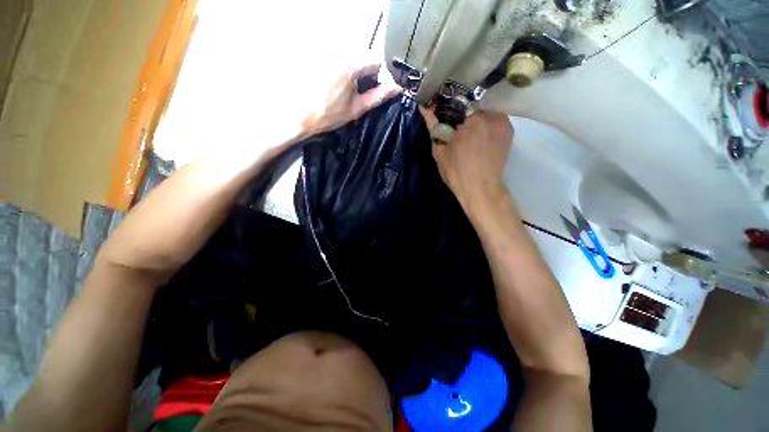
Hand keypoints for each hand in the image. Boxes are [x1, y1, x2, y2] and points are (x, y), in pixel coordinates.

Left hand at [297, 61, 401, 137]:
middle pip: (363, 55)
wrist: (298, 115)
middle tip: (358, 91)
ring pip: (350, 55)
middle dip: (365, 72)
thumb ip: (378, 96)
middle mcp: (338, 51)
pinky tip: (333, 82)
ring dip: (353, 69)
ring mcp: (326, 51)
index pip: (376, 61)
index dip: (379, 76)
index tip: (373, 90)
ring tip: (344, 88)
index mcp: (351, 65)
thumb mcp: (357, 109)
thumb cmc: (328, 115)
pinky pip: (337, 56)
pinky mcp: (316, 54)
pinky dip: (341, 67)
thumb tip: (397, 88)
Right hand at [423, 108, 513, 209]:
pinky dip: (486, 124)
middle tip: (456, 128)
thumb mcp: (440, 151)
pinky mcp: (509, 131)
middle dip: (463, 114)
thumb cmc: (457, 172)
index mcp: (472, 119)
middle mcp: (491, 116)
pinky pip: (495, 120)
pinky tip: (480, 137)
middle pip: (473, 105)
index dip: (449, 109)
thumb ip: (434, 127)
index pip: (458, 102)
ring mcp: (503, 123)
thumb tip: (425, 108)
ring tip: (468, 133)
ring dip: (476, 118)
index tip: (445, 117)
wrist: (480, 189)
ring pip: (485, 112)